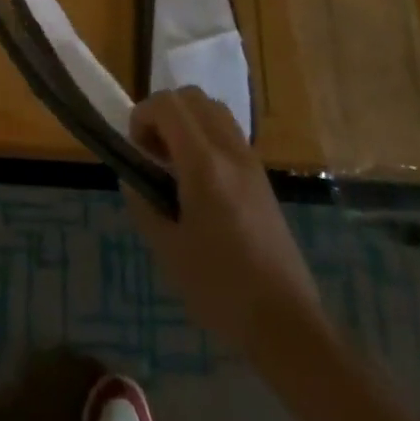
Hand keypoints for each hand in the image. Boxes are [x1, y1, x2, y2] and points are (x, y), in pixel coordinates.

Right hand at [125, 88, 324, 351]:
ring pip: (214, 110)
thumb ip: (143, 203)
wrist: (286, 323)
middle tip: (152, 152)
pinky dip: (206, 137)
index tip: (135, 149)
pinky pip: (229, 134)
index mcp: (205, 165)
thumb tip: (132, 177)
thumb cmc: (221, 289)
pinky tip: (199, 182)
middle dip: (164, 112)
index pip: (168, 105)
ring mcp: (251, 162)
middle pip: (193, 97)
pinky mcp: (262, 178)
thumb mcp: (168, 250)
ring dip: (187, 121)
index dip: (142, 115)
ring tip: (174, 164)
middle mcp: (230, 151)